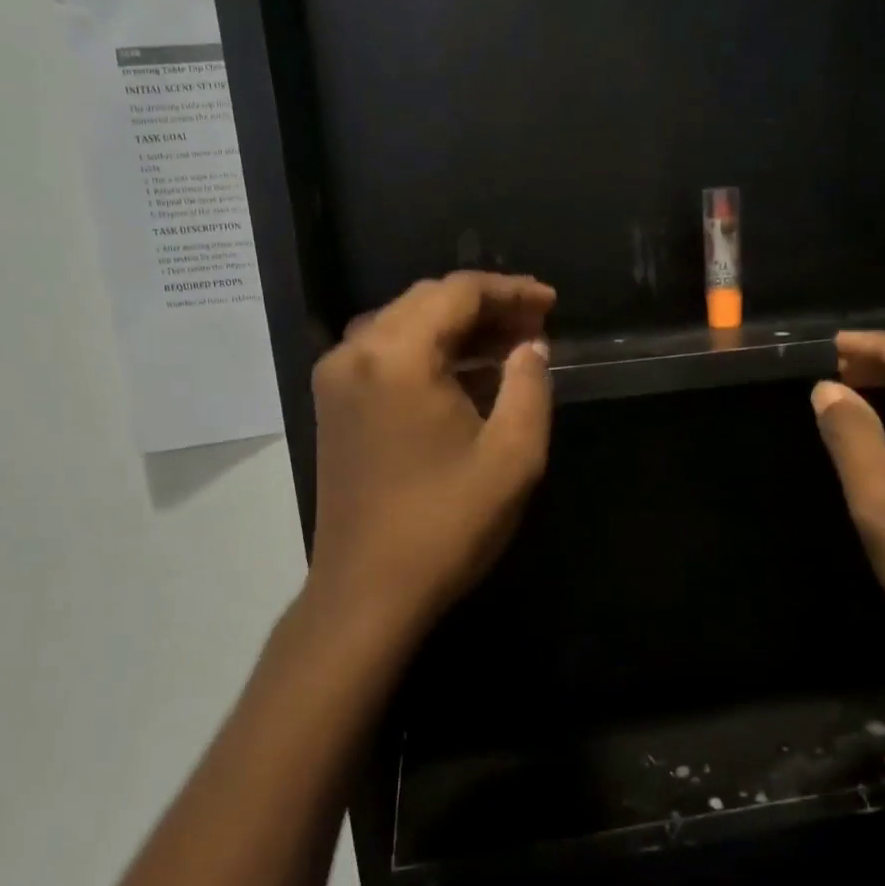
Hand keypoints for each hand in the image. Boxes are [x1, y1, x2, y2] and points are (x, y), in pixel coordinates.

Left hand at [305, 273, 554, 633]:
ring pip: (404, 324)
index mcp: (396, 355)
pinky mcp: (334, 405)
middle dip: (485, 307)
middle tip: (535, 325)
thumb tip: (529, 346)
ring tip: (508, 345)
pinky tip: (466, 373)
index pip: (457, 292)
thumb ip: (529, 384)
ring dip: (457, 328)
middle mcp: (356, 352)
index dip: (510, 291)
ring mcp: (337, 378)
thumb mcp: (513, 455)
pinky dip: (428, 352)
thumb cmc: (446, 525)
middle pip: (427, 301)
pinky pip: (385, 353)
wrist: (367, 593)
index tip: (550, 304)